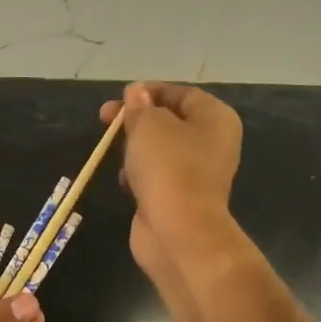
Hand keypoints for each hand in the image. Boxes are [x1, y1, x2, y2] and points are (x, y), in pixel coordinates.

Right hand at [99, 81, 242, 285]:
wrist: (178, 230)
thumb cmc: (168, 166)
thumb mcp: (148, 124)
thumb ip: (140, 106)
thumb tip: (136, 94)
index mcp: (215, 118)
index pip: (181, 93)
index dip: (149, 91)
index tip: (120, 97)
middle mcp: (212, 143)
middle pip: (169, 121)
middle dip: (136, 119)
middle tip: (105, 119)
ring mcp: (197, 173)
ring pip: (160, 150)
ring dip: (135, 148)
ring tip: (114, 151)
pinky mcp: (179, 197)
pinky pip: (156, 176)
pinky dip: (139, 175)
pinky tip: (126, 182)